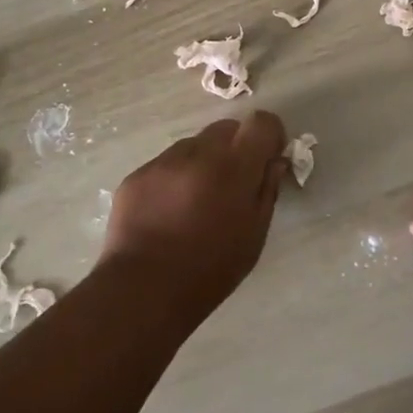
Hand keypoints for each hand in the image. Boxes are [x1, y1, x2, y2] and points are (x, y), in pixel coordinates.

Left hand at [100, 111, 288, 320]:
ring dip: (203, 162)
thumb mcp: (254, 235)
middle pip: (226, 128)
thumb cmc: (210, 270)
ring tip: (196, 203)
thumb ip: (267, 190)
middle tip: (232, 184)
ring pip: (194, 145)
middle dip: (236, 147)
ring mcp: (163, 161)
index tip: (268, 158)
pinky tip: (169, 213)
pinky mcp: (137, 174)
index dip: (269, 135)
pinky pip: (166, 164)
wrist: (143, 290)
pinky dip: (175, 178)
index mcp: (233, 166)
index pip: (260, 122)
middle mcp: (198, 152)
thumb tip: (275, 161)